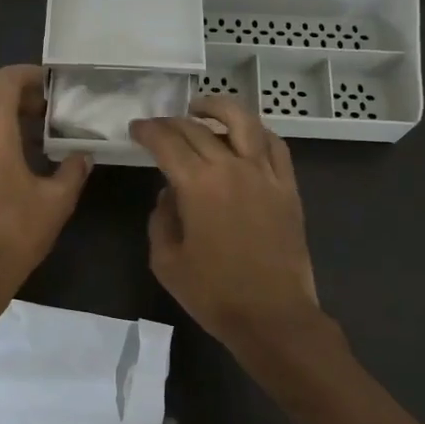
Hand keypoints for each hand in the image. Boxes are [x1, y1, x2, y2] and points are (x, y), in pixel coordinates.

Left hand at [0, 65, 90, 292]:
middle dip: (15, 96)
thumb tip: (82, 155)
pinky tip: (3, 161)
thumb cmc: (14, 233)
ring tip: (28, 136)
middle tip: (45, 111)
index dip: (27, 75)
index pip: (4, 81)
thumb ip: (72, 170)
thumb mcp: (56, 201)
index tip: (50, 85)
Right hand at [131, 96, 323, 358]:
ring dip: (218, 107)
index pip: (166, 142)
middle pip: (197, 128)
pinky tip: (245, 134)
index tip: (137, 129)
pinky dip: (256, 131)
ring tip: (202, 107)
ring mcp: (265, 173)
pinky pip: (274, 144)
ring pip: (243, 121)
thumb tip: (169, 193)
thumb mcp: (166, 260)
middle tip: (158, 127)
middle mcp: (231, 167)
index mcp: (197, 185)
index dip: (147, 131)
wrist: (273, 316)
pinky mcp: (287, 186)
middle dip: (172, 122)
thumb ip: (161, 218)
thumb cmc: (214, 294)